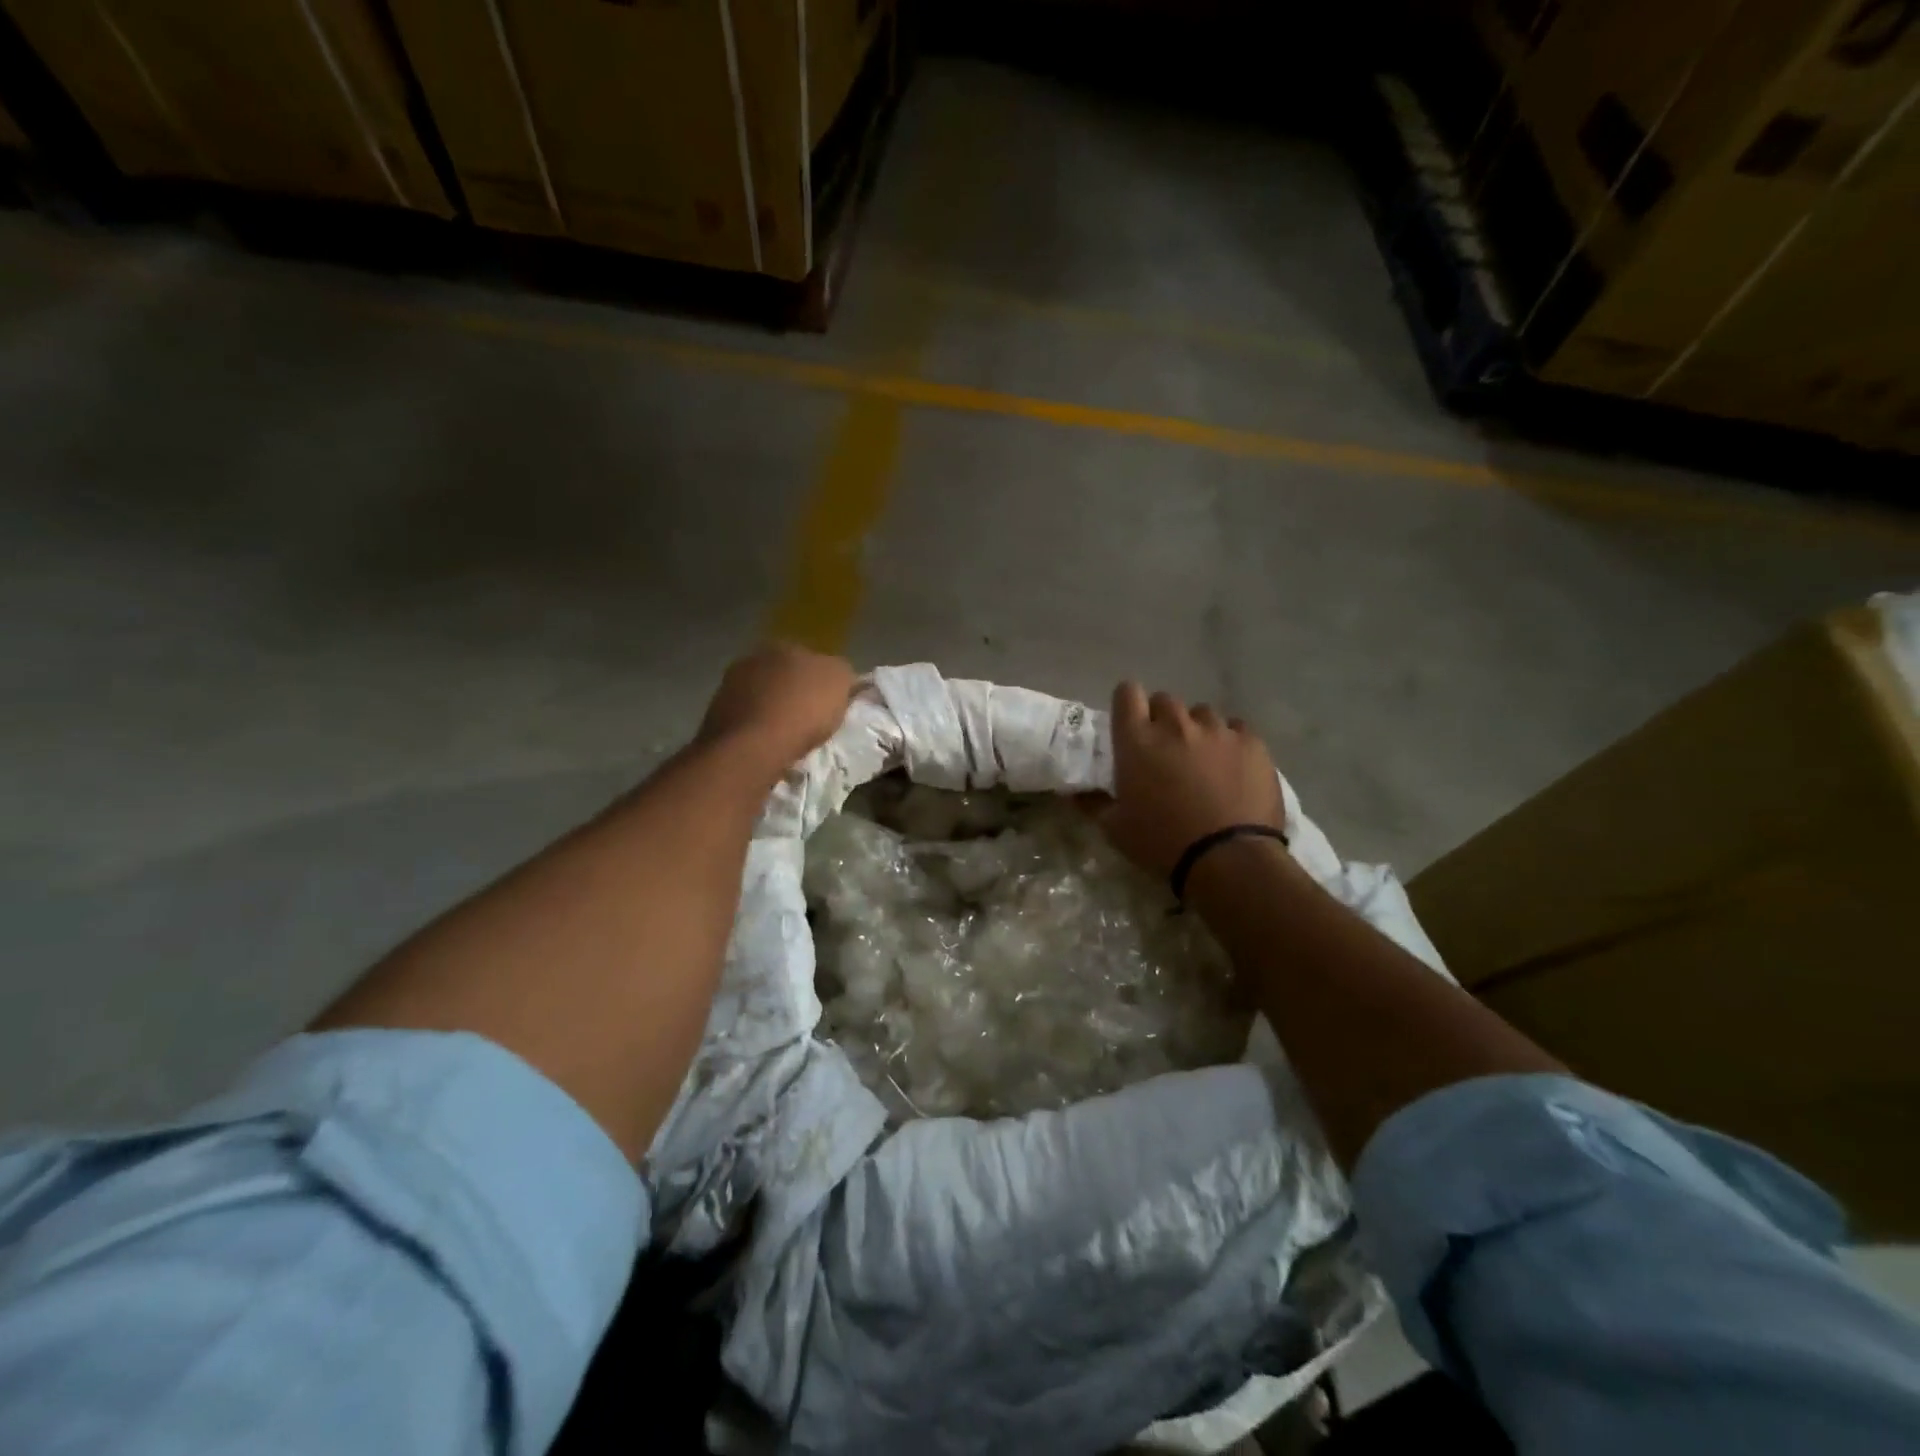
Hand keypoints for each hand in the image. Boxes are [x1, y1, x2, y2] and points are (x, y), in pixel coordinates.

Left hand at [698, 643, 855, 769]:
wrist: (752, 746)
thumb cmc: (802, 710)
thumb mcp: (840, 683)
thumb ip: (841, 672)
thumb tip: (836, 675)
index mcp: (784, 645)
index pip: (810, 659)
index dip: (822, 681)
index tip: (829, 704)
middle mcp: (753, 657)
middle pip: (783, 675)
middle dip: (794, 692)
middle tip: (808, 719)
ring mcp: (729, 685)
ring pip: (761, 695)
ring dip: (772, 710)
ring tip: (786, 735)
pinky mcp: (715, 713)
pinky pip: (746, 718)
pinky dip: (756, 727)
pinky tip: (766, 743)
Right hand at [1093, 682, 1284, 878]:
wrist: (1229, 859)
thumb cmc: (1162, 843)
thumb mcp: (1115, 829)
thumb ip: (1094, 803)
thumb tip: (1075, 793)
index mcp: (1137, 740)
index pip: (1126, 693)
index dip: (1128, 704)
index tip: (1130, 723)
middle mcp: (1175, 725)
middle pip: (1165, 701)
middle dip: (1162, 720)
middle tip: (1165, 750)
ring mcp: (1217, 730)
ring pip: (1202, 714)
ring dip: (1197, 730)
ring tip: (1203, 759)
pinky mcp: (1251, 743)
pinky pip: (1236, 728)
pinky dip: (1230, 742)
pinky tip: (1232, 767)